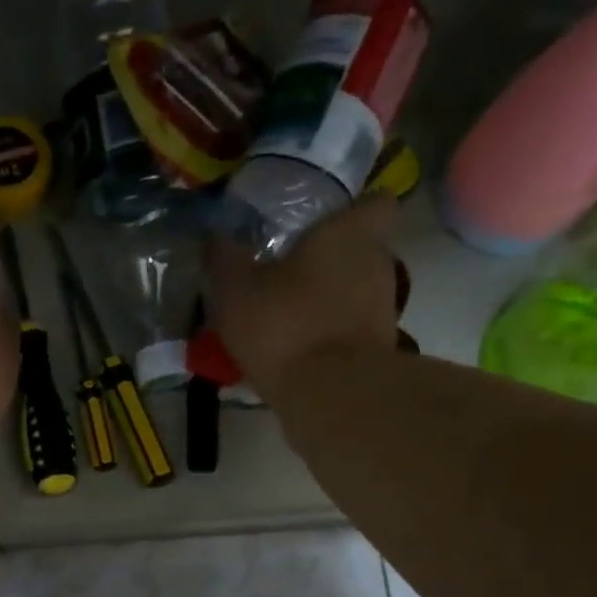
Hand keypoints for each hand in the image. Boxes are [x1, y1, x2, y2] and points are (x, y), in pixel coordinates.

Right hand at [205, 194, 402, 400]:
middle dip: (331, 262)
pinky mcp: (377, 351)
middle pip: (361, 251)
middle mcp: (377, 263)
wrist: (330, 394)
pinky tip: (298, 354)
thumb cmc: (285, 326)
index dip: (354, 210)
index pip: (375, 202)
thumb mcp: (236, 291)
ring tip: (289, 321)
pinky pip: (350, 333)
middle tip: (291, 276)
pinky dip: (330, 339)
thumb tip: (213, 237)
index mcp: (350, 233)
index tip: (326, 224)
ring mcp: (382, 310)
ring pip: (355, 295)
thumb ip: (224, 260)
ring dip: (329, 304)